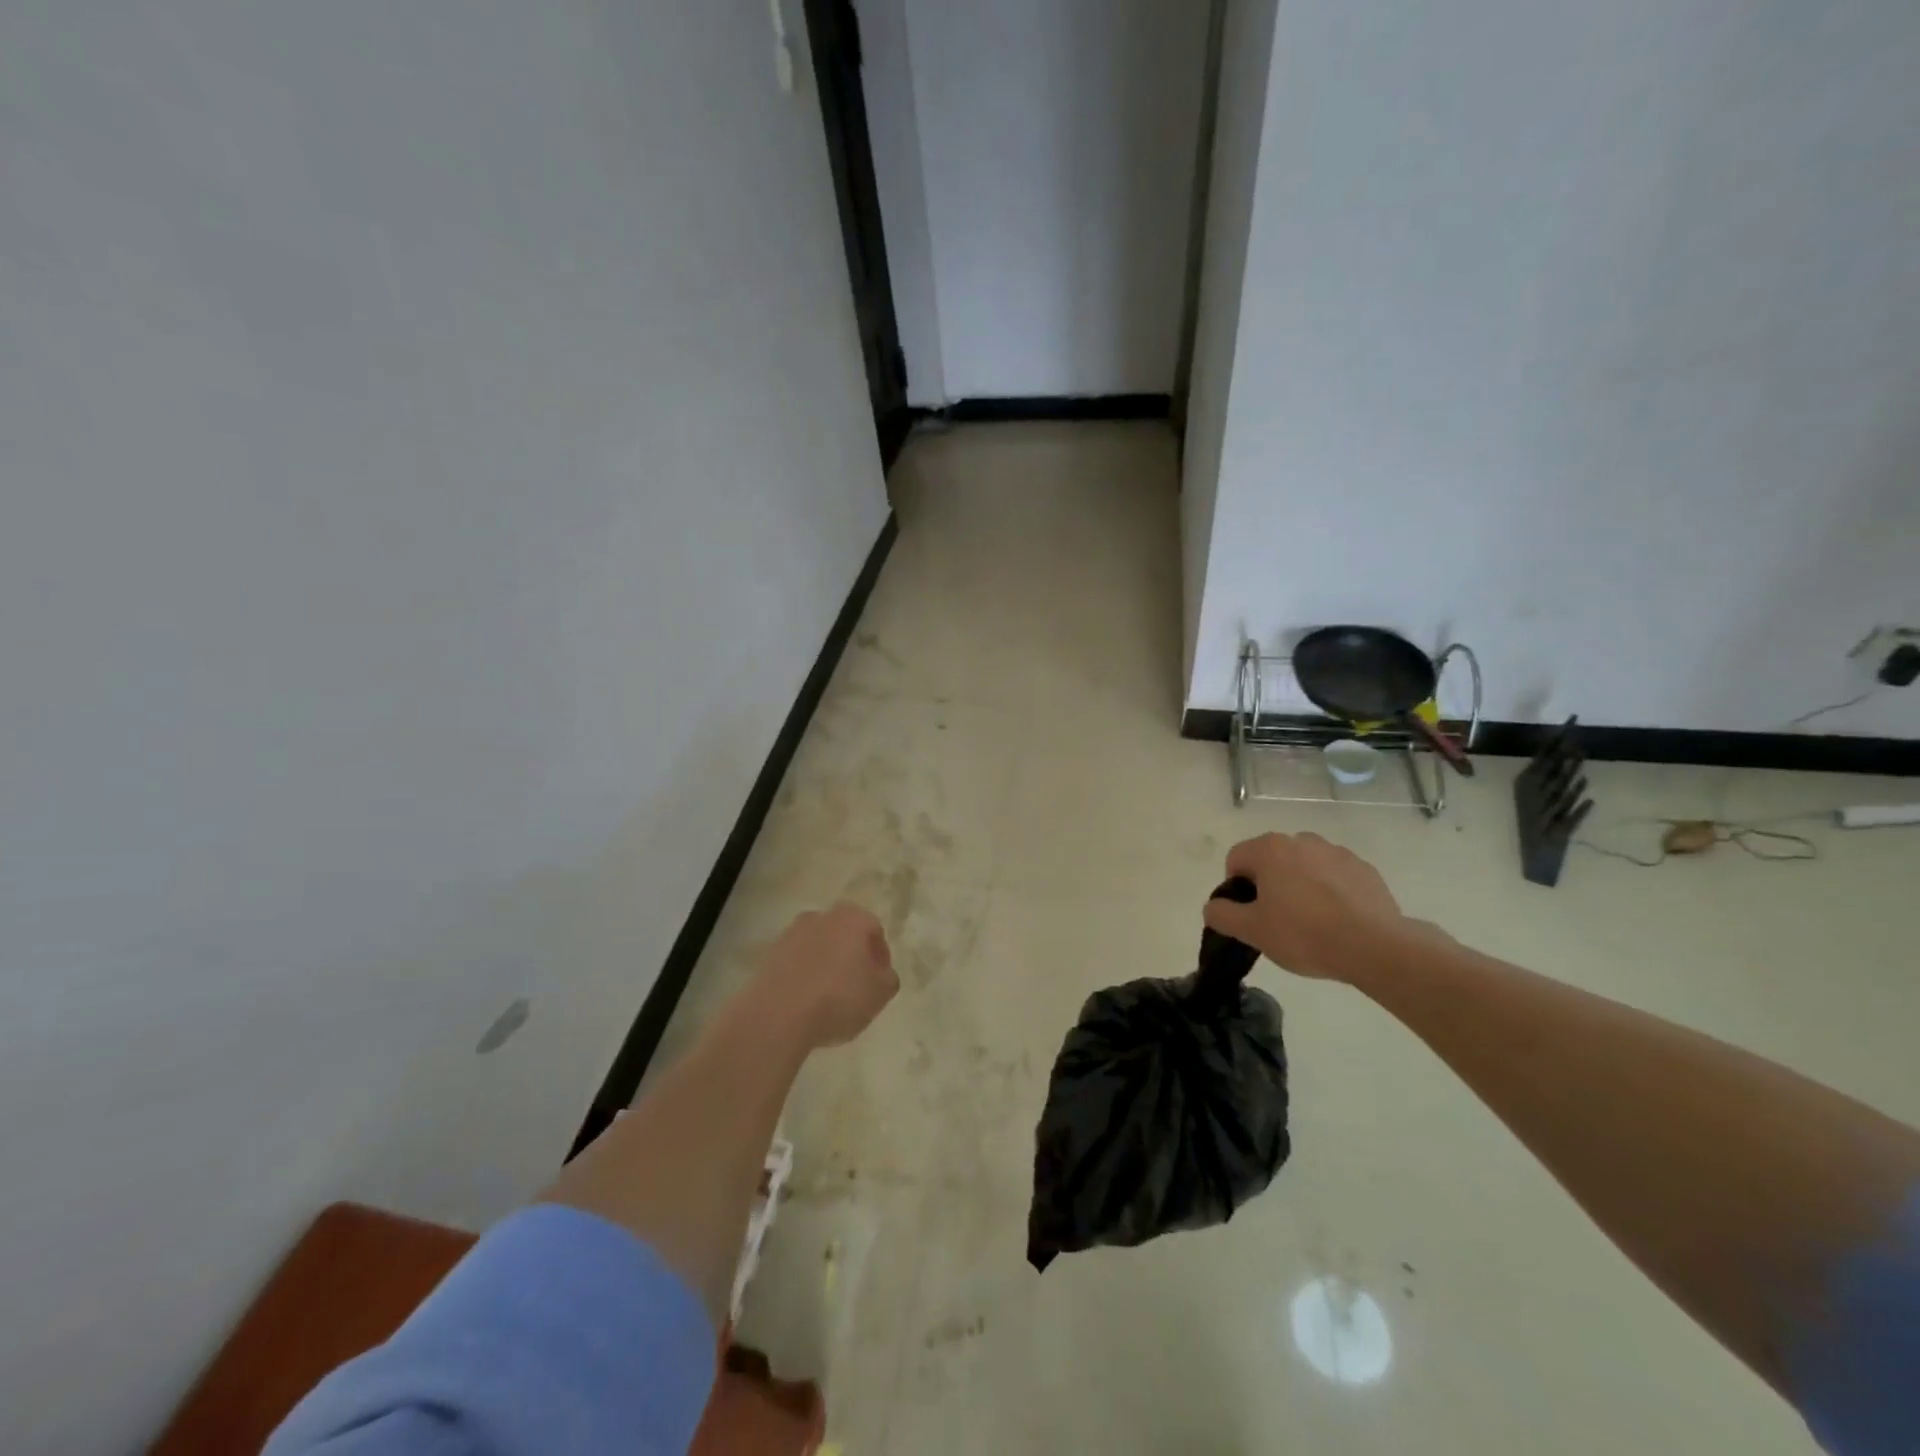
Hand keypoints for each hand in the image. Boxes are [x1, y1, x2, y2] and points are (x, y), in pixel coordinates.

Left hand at [758, 903, 897, 1048]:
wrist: (777, 1015)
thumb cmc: (838, 998)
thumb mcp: (880, 993)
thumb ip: (888, 978)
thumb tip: (881, 973)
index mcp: (851, 917)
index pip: (875, 930)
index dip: (880, 956)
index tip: (879, 980)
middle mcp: (820, 916)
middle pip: (844, 934)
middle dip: (852, 956)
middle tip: (857, 986)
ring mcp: (790, 933)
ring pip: (818, 947)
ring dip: (826, 964)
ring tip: (829, 997)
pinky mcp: (769, 954)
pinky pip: (796, 962)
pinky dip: (804, 975)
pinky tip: (806, 1001)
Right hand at [1204, 833, 1421, 982]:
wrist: (1375, 947)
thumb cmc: (1304, 934)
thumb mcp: (1251, 931)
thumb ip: (1222, 914)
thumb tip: (1213, 906)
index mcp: (1269, 849)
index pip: (1236, 860)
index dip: (1236, 889)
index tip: (1250, 916)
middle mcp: (1301, 840)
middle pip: (1271, 860)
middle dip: (1269, 885)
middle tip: (1278, 921)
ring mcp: (1336, 852)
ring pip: (1304, 867)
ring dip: (1300, 886)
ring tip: (1311, 922)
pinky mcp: (1364, 869)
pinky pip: (1335, 877)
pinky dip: (1330, 892)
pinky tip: (1338, 921)